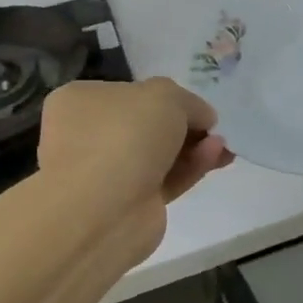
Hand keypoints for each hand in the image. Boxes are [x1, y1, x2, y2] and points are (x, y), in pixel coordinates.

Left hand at [38, 77, 233, 217]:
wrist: (101, 210)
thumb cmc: (123, 134)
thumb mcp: (165, 95)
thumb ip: (188, 102)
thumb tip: (201, 118)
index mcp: (80, 102)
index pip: (128, 93)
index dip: (165, 97)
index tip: (194, 105)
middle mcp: (86, 136)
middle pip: (146, 126)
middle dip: (184, 125)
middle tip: (213, 128)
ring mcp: (104, 174)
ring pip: (157, 155)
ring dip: (192, 148)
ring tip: (222, 145)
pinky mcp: (127, 206)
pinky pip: (163, 180)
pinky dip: (189, 169)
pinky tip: (214, 157)